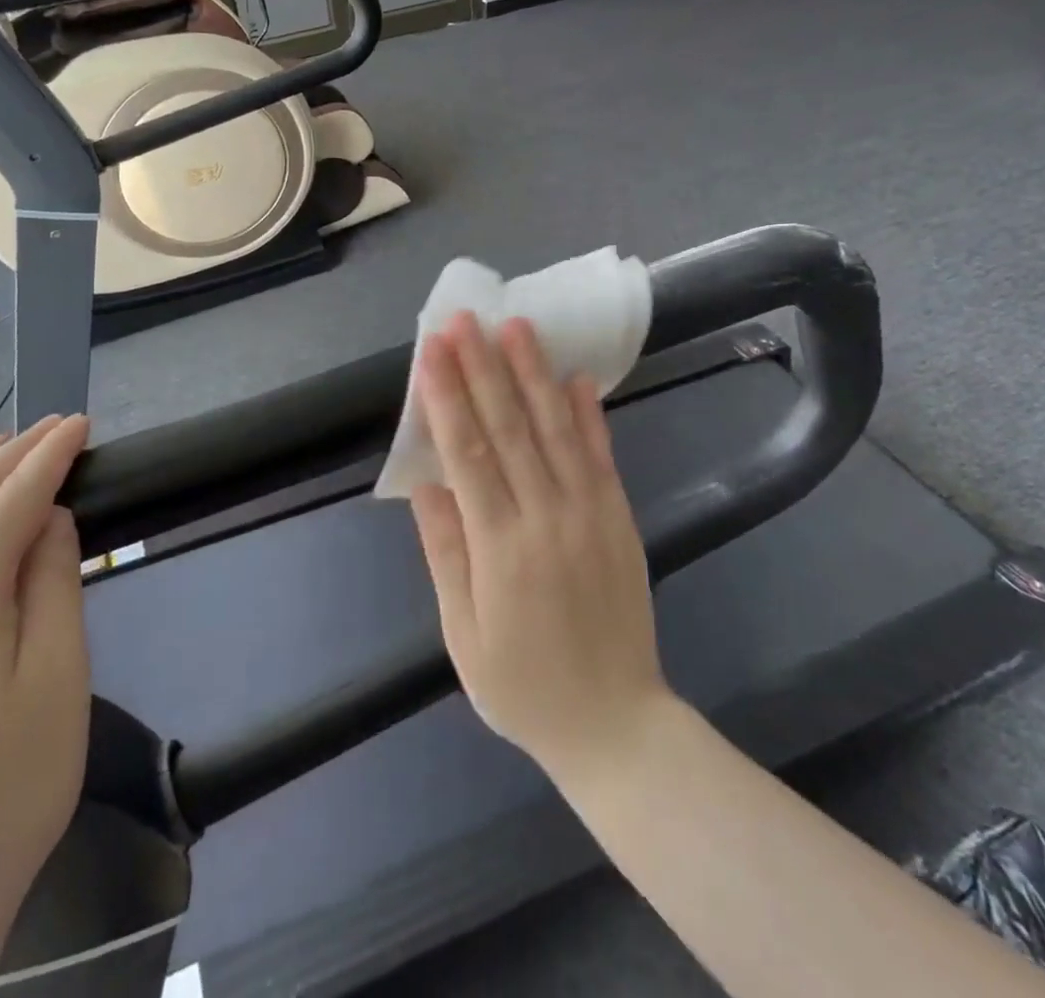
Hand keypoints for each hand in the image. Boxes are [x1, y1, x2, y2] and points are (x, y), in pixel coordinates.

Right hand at [408, 314, 669, 776]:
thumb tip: (426, 484)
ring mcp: (590, 514)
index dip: (447, 396)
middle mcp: (546, 517)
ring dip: (534, 374)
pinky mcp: (619, 518)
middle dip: (483, 368)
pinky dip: (589, 414)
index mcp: (500, 547)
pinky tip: (576, 377)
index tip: (431, 350)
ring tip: (517, 327)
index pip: (467, 453)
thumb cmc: (523, 687)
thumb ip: (445, 552)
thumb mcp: (463, 634)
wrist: (616, 724)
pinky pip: (602, 456)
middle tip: (465, 319)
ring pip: (556, 430)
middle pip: (509, 428)